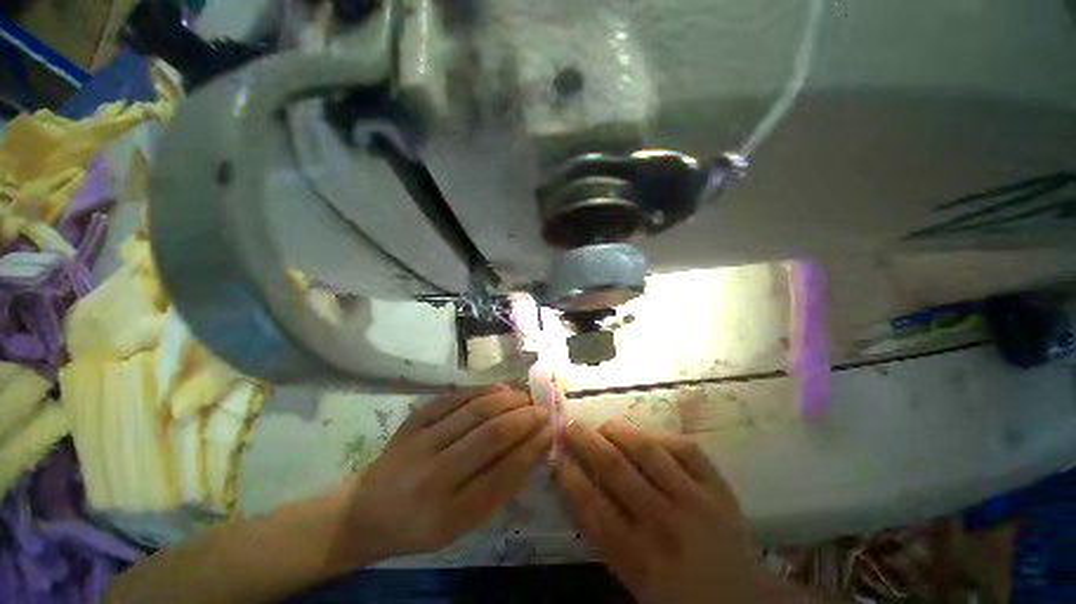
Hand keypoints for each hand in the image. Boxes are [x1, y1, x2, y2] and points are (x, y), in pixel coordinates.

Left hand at [333, 386, 553, 563]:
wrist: (365, 512)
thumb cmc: (420, 526)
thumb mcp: (462, 525)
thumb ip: (498, 489)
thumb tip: (533, 449)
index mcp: (450, 514)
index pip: (504, 472)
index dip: (533, 447)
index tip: (553, 429)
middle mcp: (434, 477)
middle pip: (491, 435)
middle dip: (525, 417)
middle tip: (543, 409)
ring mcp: (420, 444)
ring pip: (474, 411)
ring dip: (507, 399)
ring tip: (525, 396)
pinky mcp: (411, 422)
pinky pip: (453, 398)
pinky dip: (481, 391)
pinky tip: (499, 389)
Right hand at [556, 421, 794, 603]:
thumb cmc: (684, 599)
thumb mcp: (637, 584)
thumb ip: (608, 541)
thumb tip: (582, 493)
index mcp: (642, 561)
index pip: (594, 509)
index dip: (571, 477)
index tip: (556, 457)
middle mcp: (666, 525)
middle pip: (616, 470)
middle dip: (586, 443)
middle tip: (570, 426)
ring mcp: (697, 502)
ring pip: (649, 451)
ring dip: (619, 432)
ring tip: (603, 425)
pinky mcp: (719, 488)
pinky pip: (686, 449)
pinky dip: (661, 436)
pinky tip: (646, 435)